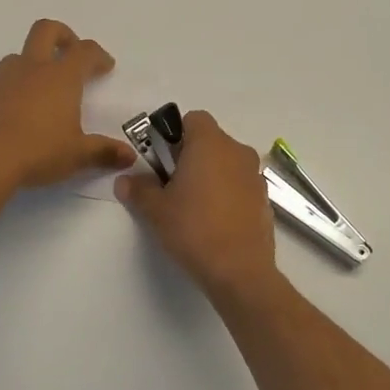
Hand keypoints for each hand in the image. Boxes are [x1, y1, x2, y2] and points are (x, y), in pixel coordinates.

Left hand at [0, 20, 136, 190]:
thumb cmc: (38, 151)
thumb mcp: (77, 155)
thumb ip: (104, 152)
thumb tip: (129, 156)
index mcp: (61, 77)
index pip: (85, 51)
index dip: (98, 55)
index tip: (105, 67)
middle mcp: (31, 69)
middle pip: (46, 30)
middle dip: (63, 35)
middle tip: (71, 53)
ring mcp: (1, 80)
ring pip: (18, 57)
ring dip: (32, 64)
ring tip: (41, 89)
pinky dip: (9, 92)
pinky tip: (13, 115)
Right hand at [117, 110, 278, 297]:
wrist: (240, 271)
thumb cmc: (193, 229)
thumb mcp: (156, 210)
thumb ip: (139, 190)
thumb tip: (125, 181)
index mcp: (210, 143)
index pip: (193, 118)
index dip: (175, 134)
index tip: (163, 160)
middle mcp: (237, 151)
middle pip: (210, 140)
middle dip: (191, 155)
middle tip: (172, 184)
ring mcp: (255, 175)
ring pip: (227, 162)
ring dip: (210, 174)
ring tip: (193, 205)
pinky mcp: (264, 199)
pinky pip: (240, 184)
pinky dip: (227, 192)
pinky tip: (214, 220)